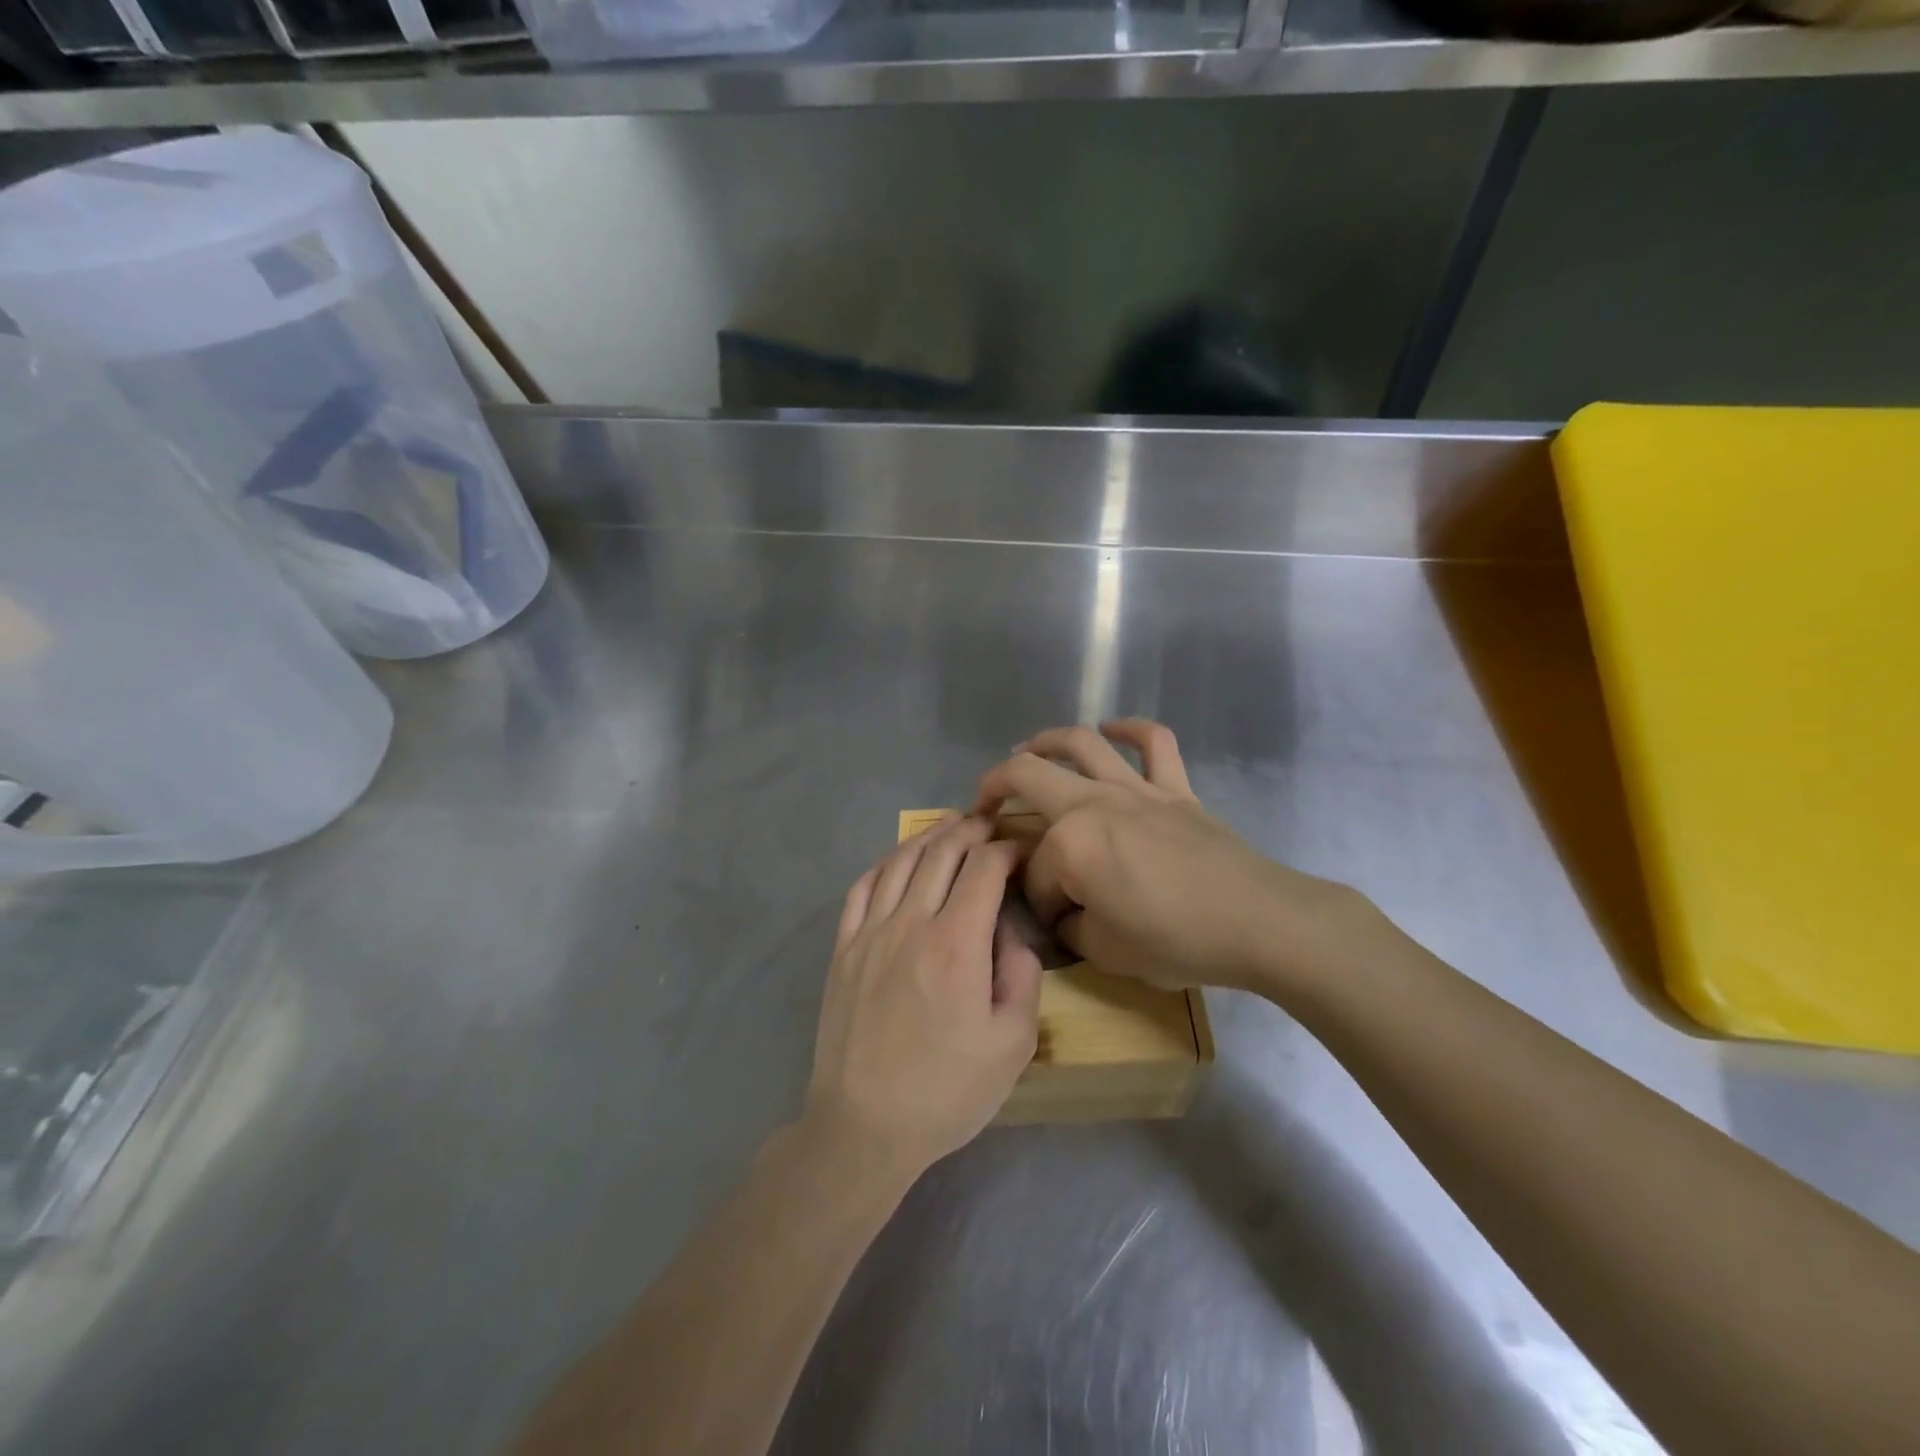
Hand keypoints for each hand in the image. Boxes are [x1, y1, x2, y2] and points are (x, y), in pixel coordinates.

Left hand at [804, 815, 1042, 1180]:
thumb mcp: (1014, 1044)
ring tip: (949, 828)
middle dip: (969, 831)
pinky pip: (862, 889)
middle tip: (988, 825)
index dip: (1006, 850)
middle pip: (941, 854)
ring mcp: (870, 933)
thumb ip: (1023, 976)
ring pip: (900, 862)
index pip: (984, 869)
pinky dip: (884, 864)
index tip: (1020, 851)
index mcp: (957, 943)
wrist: (864, 1126)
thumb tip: (1010, 934)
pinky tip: (897, 861)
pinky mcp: (843, 950)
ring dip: (928, 838)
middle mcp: (911, 923)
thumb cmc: (947, 1091)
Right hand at [976, 720, 1387, 998]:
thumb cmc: (1176, 940)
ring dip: (1047, 740)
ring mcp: (1136, 789)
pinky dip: (1131, 729)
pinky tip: (1113, 730)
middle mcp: (1094, 803)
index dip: (1038, 901)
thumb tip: (1066, 912)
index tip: (1055, 924)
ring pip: (1082, 744)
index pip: (1037, 872)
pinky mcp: (1176, 789)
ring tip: (1029, 747)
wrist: (1257, 922)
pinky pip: (1155, 743)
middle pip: (1029, 776)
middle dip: (995, 787)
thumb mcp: (1106, 952)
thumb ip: (1072, 927)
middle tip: (983, 804)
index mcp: (1071, 844)